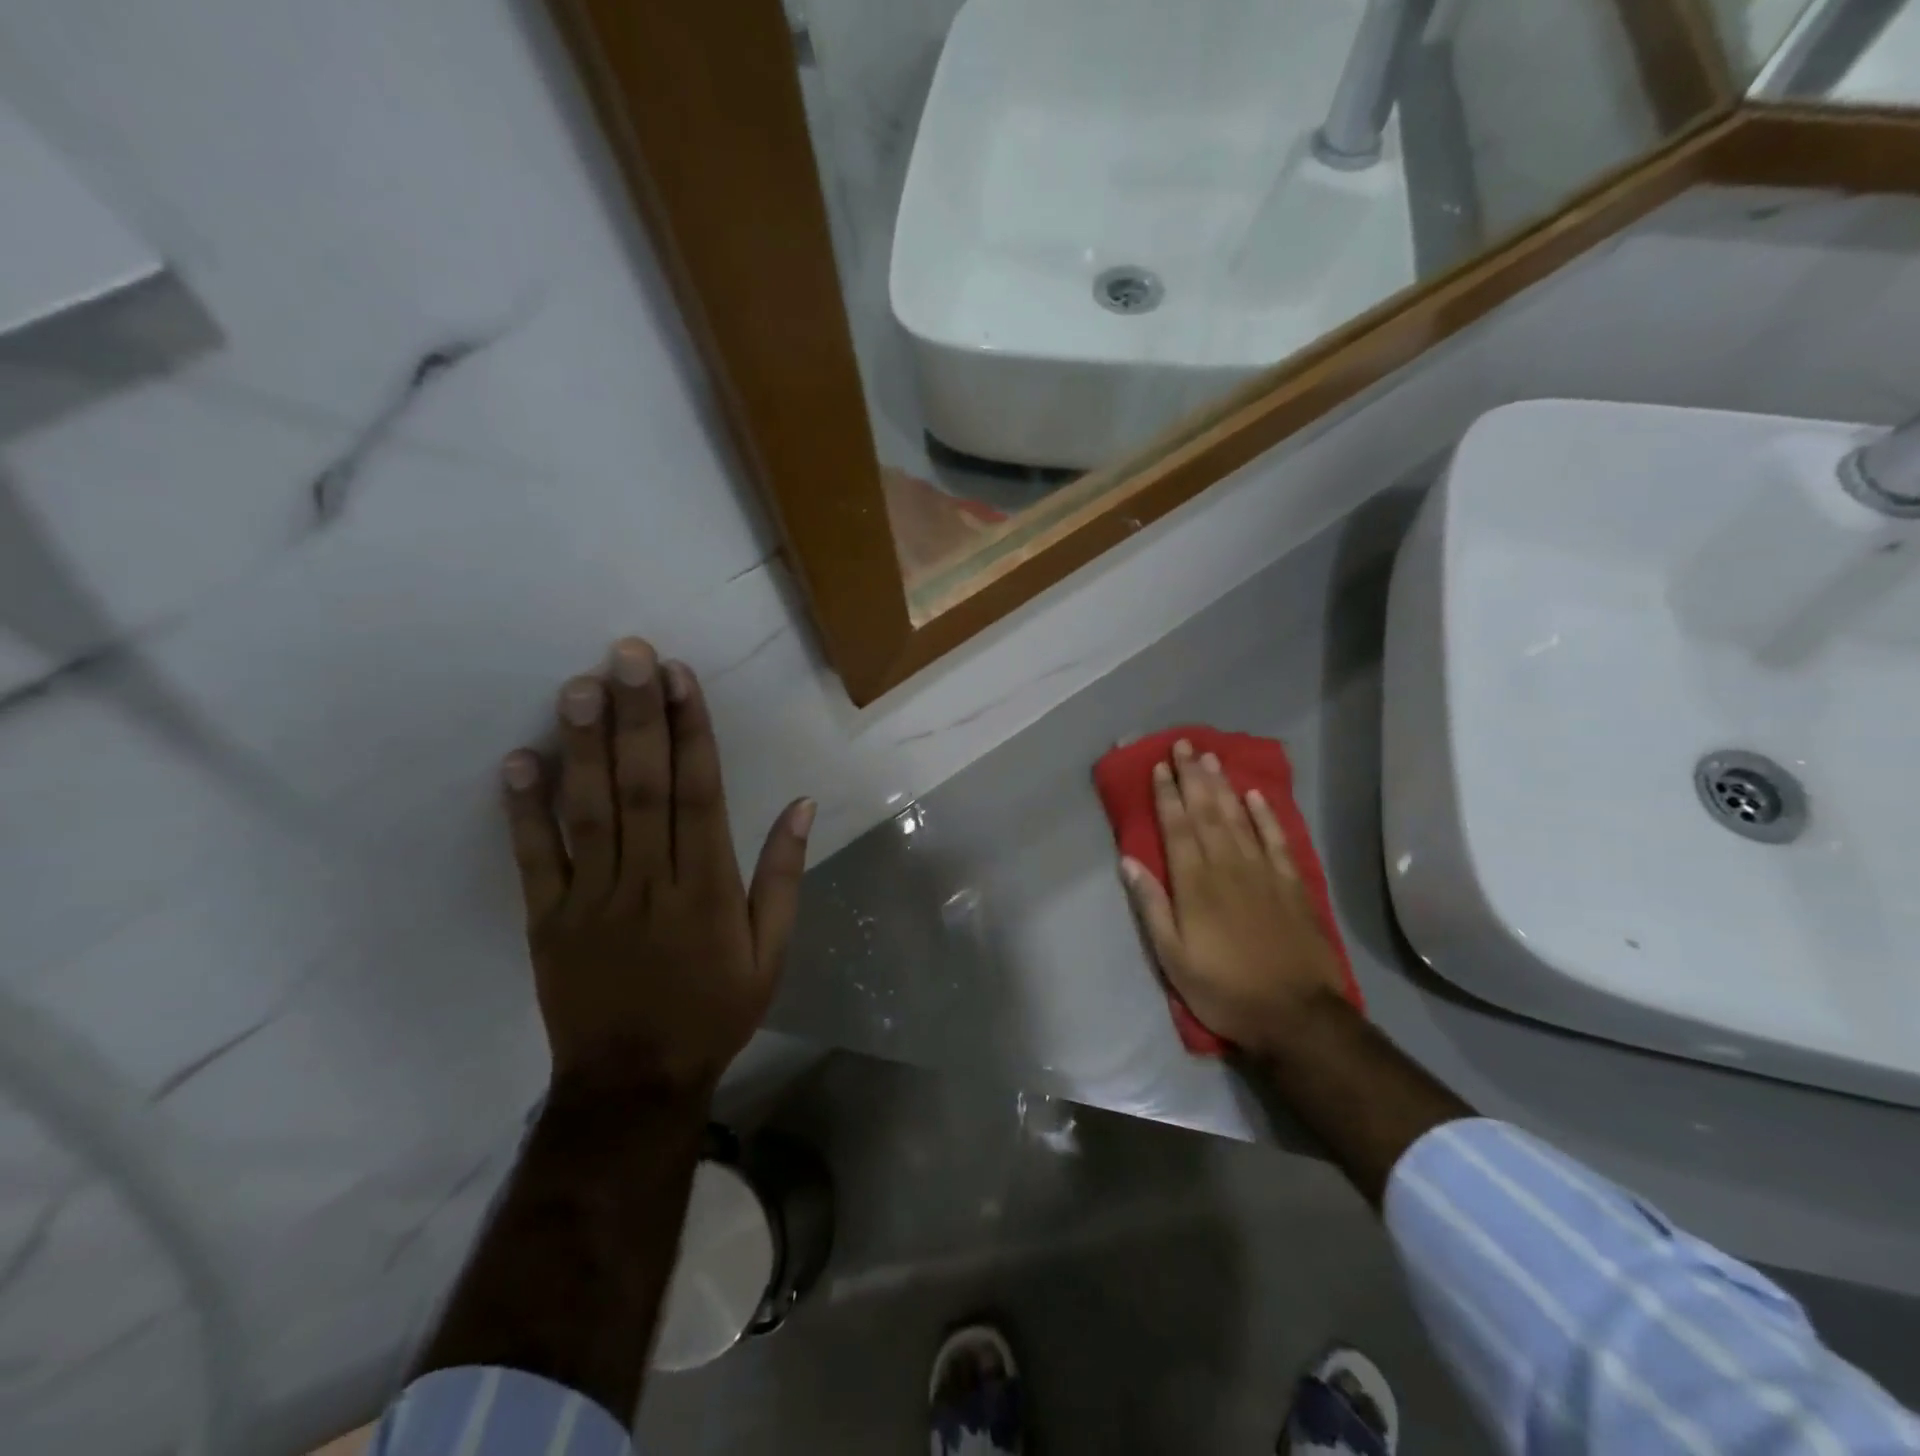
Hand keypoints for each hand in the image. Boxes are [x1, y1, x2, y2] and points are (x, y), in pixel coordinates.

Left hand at [501, 637, 814, 1098]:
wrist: (634, 1083)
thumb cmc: (714, 1011)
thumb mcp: (771, 952)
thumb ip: (782, 877)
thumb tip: (802, 806)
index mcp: (708, 888)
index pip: (701, 793)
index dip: (692, 731)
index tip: (681, 677)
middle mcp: (651, 882)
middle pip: (644, 787)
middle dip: (638, 717)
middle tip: (627, 654)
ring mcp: (592, 899)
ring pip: (590, 811)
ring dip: (585, 746)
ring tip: (579, 687)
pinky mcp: (547, 920)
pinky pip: (535, 859)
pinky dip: (525, 810)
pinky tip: (520, 760)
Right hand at [1120, 739, 1346, 1056]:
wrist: (1296, 1015)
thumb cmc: (1223, 989)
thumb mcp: (1172, 957)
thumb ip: (1151, 906)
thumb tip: (1128, 861)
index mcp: (1194, 884)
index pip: (1177, 828)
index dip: (1167, 795)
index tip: (1159, 767)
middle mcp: (1227, 866)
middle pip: (1207, 812)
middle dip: (1192, 776)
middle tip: (1183, 745)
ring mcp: (1263, 872)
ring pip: (1238, 817)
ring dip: (1222, 785)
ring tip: (1211, 757)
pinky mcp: (1291, 884)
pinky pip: (1276, 839)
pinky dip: (1265, 815)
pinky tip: (1254, 796)